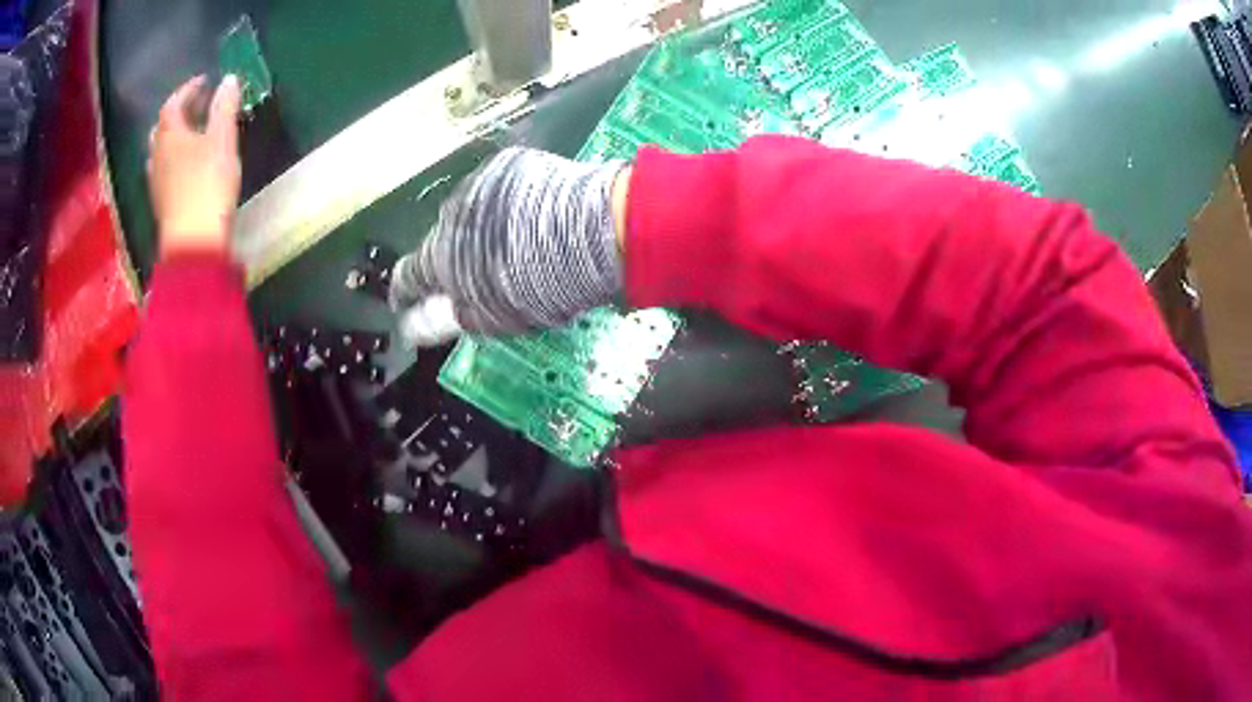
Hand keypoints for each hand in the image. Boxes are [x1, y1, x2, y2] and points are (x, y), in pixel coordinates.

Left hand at [147, 75, 241, 257]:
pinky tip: (185, 166)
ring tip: (192, 135)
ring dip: (174, 138)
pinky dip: (174, 160)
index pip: (173, 103)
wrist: (193, 242)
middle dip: (179, 113)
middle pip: (163, 127)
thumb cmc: (207, 183)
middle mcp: (157, 154)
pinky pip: (163, 171)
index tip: (204, 81)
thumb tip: (228, 79)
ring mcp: (157, 181)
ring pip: (161, 151)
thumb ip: (225, 106)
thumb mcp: (223, 138)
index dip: (188, 89)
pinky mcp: (162, 203)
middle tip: (197, 107)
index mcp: (170, 135)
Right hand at [388, 147, 629, 346]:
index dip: (404, 293)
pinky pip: (497, 191)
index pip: (407, 275)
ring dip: (480, 229)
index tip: (406, 302)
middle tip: (481, 274)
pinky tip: (530, 217)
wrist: (591, 229)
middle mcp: (451, 214)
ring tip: (512, 243)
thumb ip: (446, 319)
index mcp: (441, 255)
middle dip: (453, 259)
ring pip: (470, 213)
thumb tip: (412, 327)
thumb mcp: (491, 317)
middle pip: (442, 241)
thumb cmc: (539, 284)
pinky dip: (505, 206)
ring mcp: (480, 183)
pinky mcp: (510, 164)